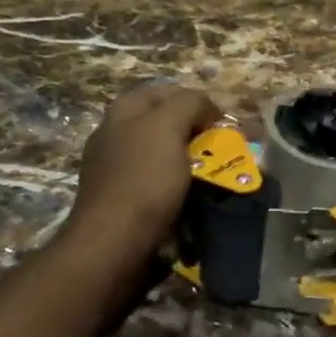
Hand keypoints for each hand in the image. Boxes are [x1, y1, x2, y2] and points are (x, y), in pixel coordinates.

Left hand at [70, 83, 223, 244]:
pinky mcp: (123, 199)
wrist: (113, 246)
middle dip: (196, 134)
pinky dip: (178, 190)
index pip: (168, 91)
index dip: (198, 102)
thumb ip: (189, 103)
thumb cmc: (143, 180)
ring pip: (164, 155)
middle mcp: (116, 134)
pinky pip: (158, 185)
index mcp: (123, 110)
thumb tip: (204, 108)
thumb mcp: (168, 126)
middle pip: (166, 123)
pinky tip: (191, 201)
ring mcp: (117, 168)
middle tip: (222, 152)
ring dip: (190, 164)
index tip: (221, 125)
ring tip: (214, 178)